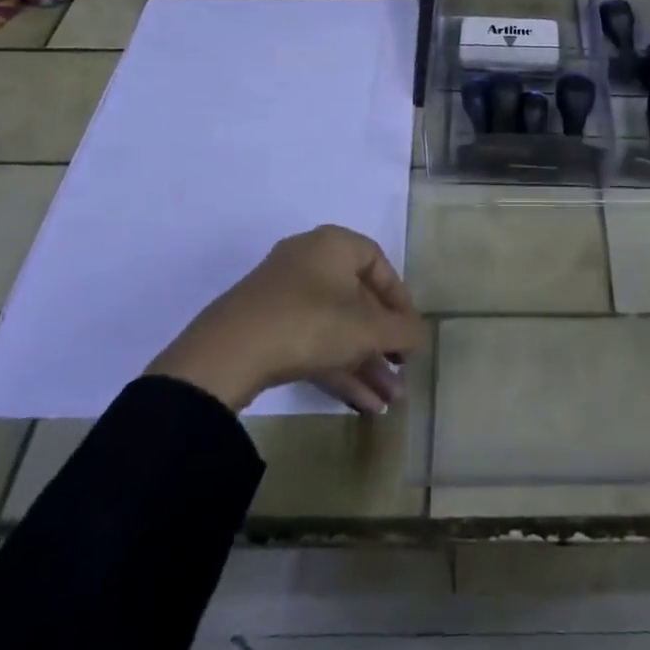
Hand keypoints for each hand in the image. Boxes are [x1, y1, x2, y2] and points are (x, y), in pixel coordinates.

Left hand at [147, 226, 426, 415]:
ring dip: (364, 363)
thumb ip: (402, 331)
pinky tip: (361, 405)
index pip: (379, 263)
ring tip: (388, 402)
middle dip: (382, 343)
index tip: (410, 333)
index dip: (400, 300)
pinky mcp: (265, 327)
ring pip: (335, 327)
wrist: (228, 353)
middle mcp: (309, 260)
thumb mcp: (367, 329)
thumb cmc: (310, 322)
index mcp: (334, 245)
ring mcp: (283, 295)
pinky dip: (337, 368)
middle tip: (401, 374)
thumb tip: (422, 335)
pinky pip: (312, 342)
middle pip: (357, 301)